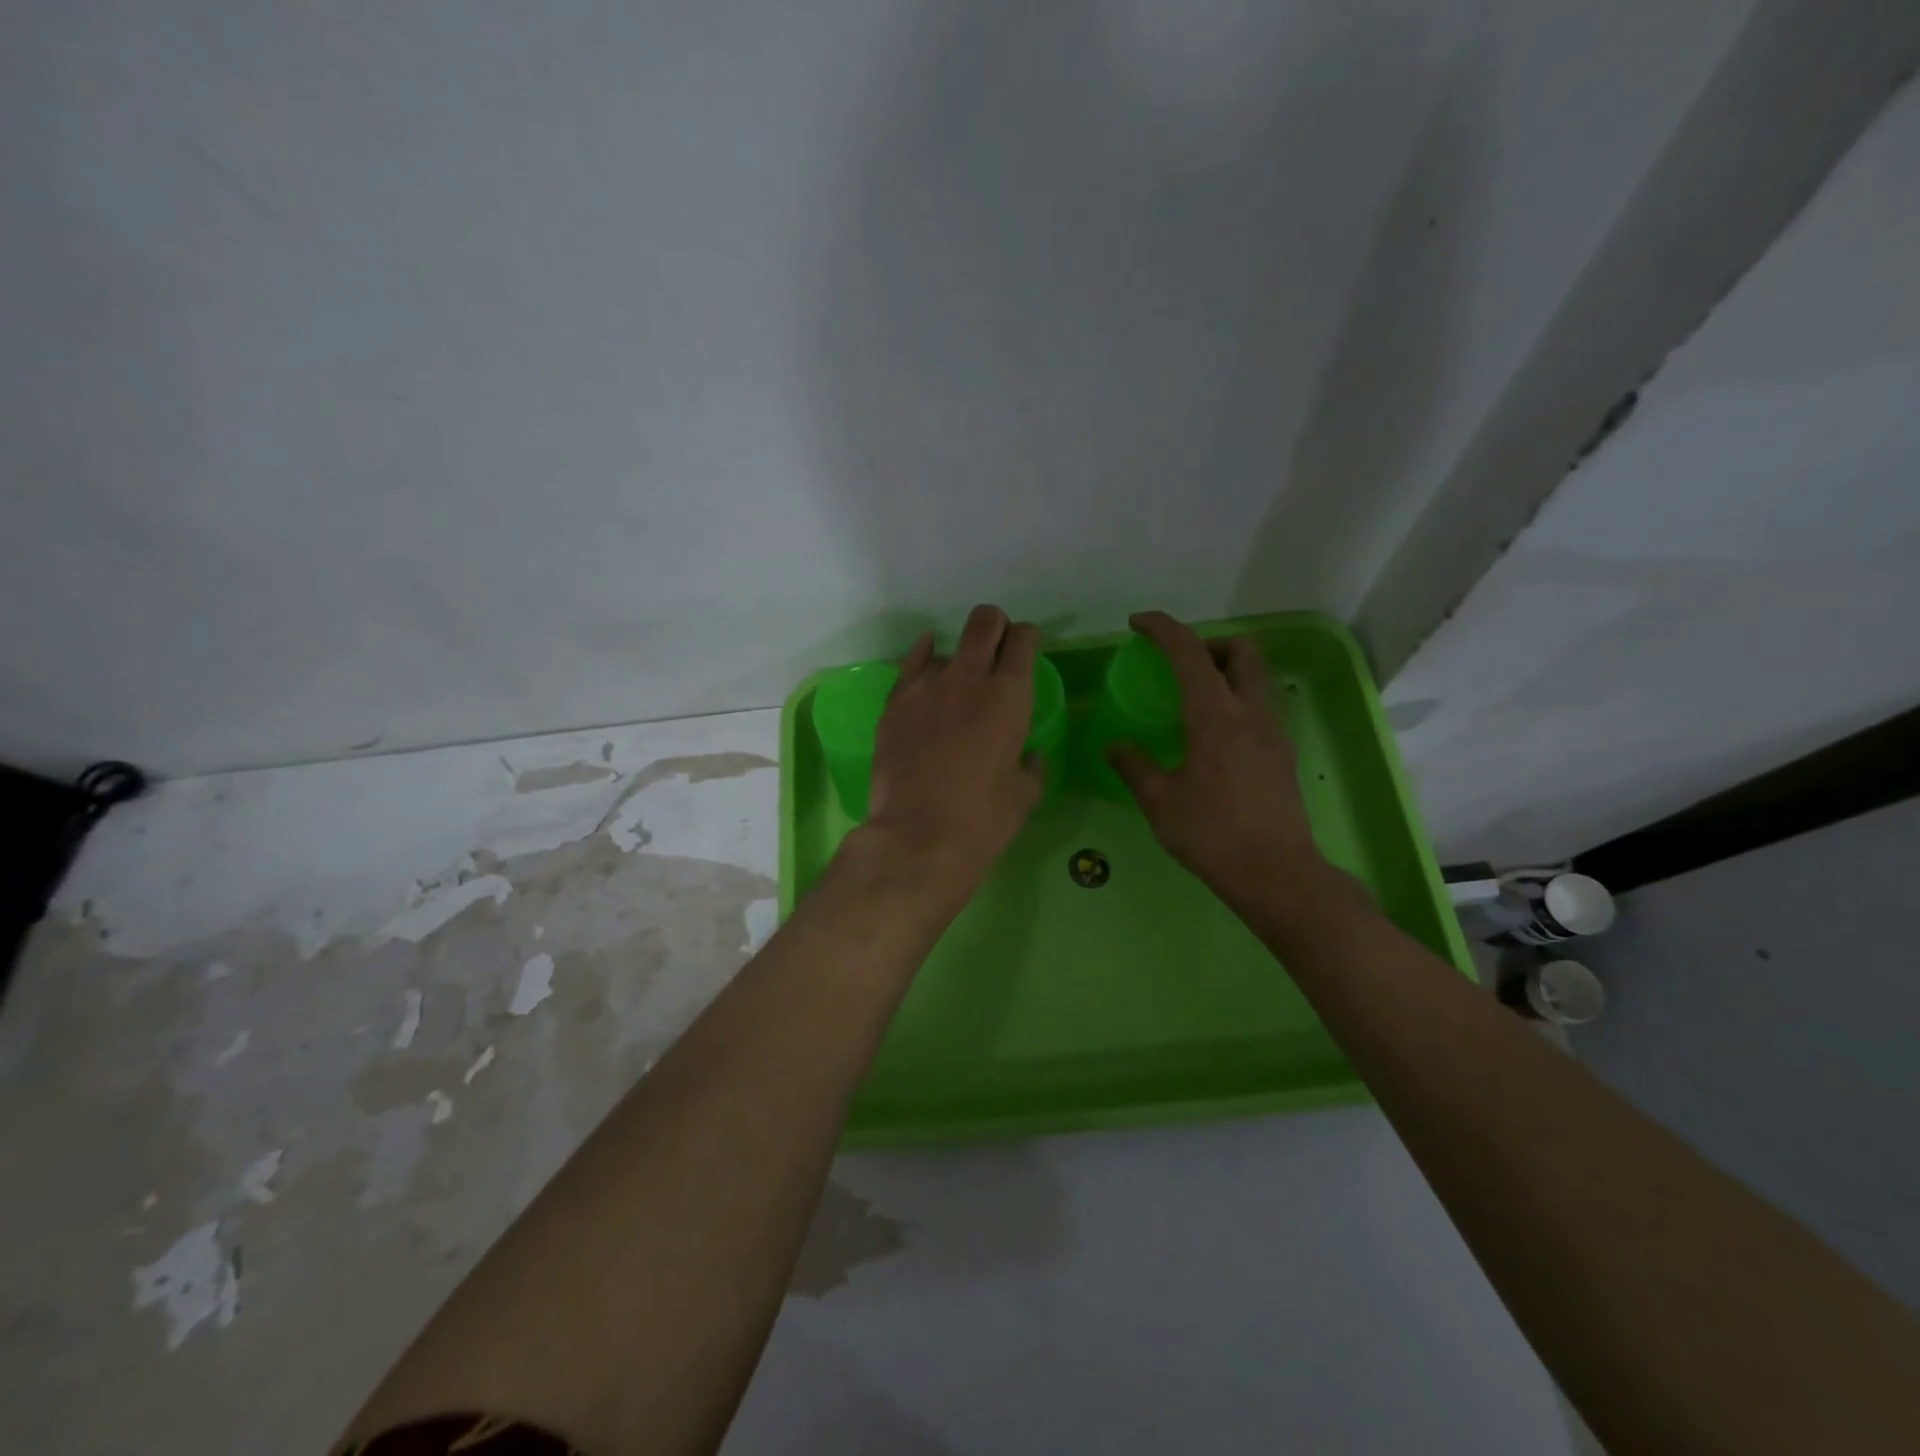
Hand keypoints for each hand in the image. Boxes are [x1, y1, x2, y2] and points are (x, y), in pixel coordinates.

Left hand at [860, 604, 1046, 895]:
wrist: (917, 837)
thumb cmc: (982, 820)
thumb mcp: (1024, 795)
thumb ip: (1031, 766)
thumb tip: (1030, 756)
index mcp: (1009, 696)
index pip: (1023, 639)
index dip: (1027, 639)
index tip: (1026, 651)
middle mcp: (968, 677)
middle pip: (985, 621)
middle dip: (996, 626)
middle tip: (997, 647)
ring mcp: (926, 685)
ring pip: (946, 645)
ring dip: (957, 659)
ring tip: (956, 686)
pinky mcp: (894, 701)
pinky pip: (911, 664)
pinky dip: (923, 659)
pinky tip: (926, 664)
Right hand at [1106, 611, 1327, 913]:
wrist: (1277, 874)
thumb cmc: (1211, 834)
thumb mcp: (1159, 801)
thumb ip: (1134, 765)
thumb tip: (1115, 745)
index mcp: (1215, 715)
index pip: (1189, 652)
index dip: (1162, 628)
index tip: (1137, 623)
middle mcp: (1251, 712)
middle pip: (1241, 650)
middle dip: (1208, 644)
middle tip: (1179, 665)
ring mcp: (1274, 732)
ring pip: (1256, 678)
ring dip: (1226, 673)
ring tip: (1194, 702)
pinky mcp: (1284, 754)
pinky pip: (1260, 708)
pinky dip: (1237, 702)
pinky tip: (1215, 740)